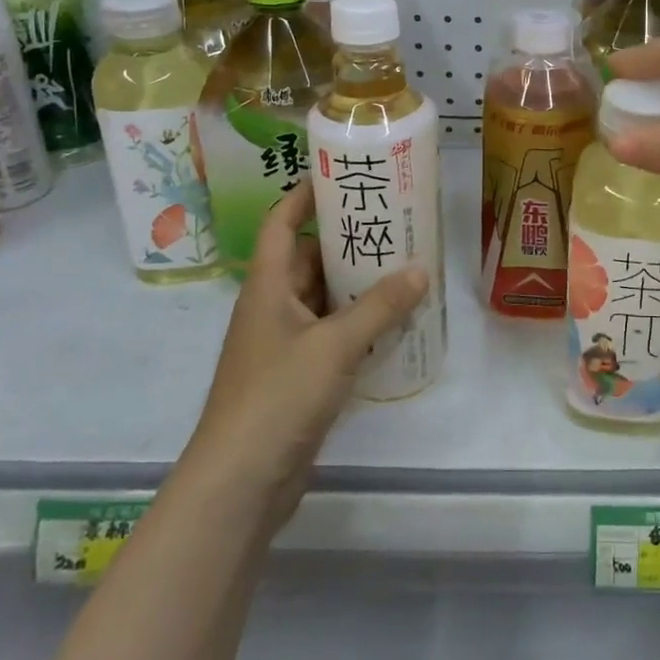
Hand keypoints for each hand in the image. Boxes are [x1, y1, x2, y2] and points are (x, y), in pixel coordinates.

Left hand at [188, 184, 427, 518]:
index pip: (281, 223)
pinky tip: (394, 324)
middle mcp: (272, 307)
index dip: (305, 195)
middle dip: (347, 241)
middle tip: (394, 225)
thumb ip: (379, 306)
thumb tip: (420, 269)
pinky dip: (358, 325)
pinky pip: (331, 334)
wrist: (240, 483)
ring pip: (323, 299)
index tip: (342, 177)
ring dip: (357, 286)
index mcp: (268, 287)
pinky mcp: (297, 376)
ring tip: (405, 269)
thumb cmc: (278, 397)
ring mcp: (283, 344)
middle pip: (308, 259)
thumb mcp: (334, 346)